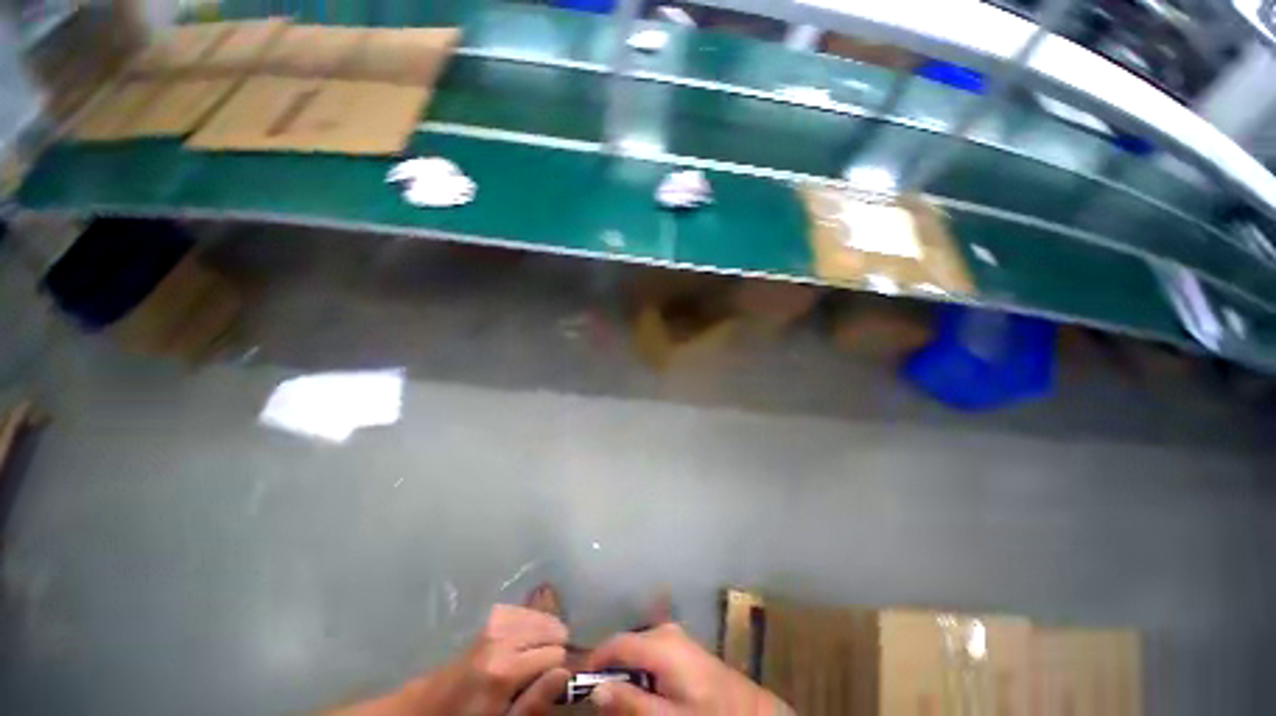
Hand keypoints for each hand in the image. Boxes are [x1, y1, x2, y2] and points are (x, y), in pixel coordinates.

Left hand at [338, 604, 569, 715]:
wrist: (426, 711)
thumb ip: (533, 703)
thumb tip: (565, 672)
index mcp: (505, 669)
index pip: (556, 652)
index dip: (562, 667)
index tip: (561, 682)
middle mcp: (501, 639)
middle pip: (549, 627)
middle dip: (556, 645)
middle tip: (550, 670)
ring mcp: (493, 627)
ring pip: (538, 615)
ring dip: (546, 631)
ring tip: (543, 654)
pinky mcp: (488, 623)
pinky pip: (522, 612)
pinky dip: (532, 621)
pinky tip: (530, 637)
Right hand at [585, 623, 790, 714]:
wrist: (749, 711)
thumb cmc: (707, 714)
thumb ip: (630, 703)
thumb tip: (595, 691)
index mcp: (660, 644)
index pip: (616, 643)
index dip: (595, 661)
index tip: (579, 685)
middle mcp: (665, 632)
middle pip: (626, 646)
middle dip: (612, 672)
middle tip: (607, 704)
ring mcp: (675, 636)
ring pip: (637, 650)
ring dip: (627, 673)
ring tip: (628, 702)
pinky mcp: (681, 645)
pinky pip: (651, 652)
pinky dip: (642, 671)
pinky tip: (649, 694)